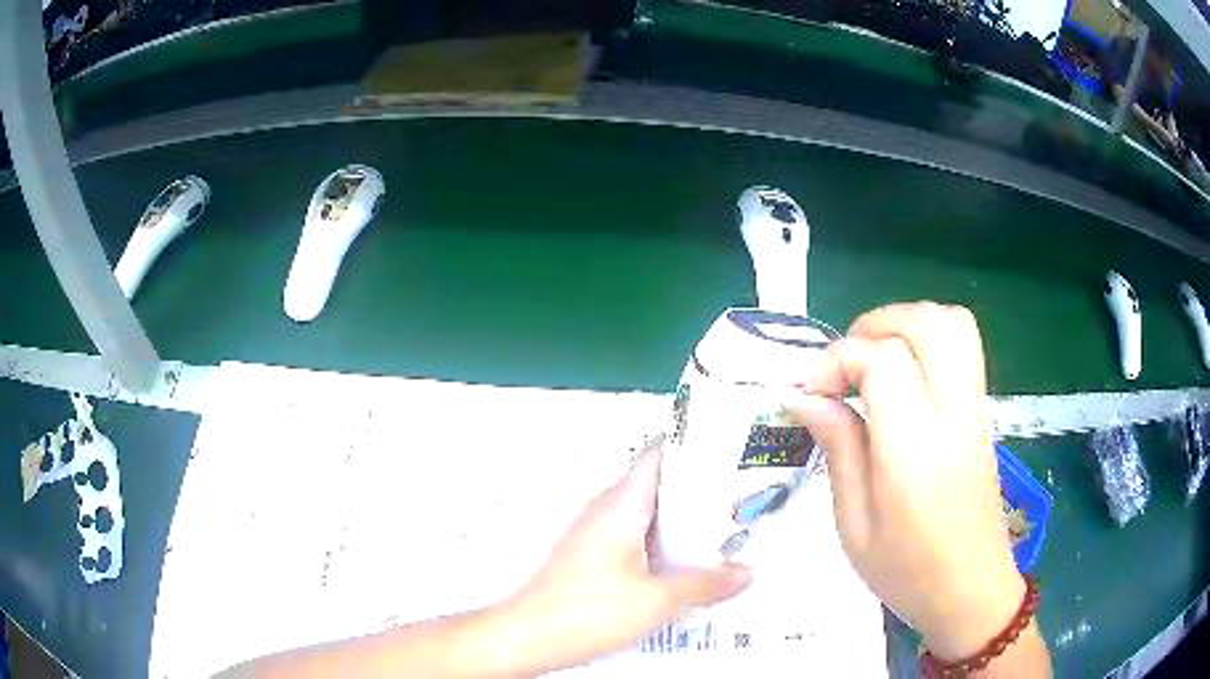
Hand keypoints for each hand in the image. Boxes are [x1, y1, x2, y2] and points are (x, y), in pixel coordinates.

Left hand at [498, 441, 751, 673]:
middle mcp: (607, 509)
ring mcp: (596, 532)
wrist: (528, 636)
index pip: (660, 454)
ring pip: (648, 513)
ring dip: (684, 520)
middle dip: (701, 488)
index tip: (733, 449)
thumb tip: (746, 574)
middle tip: (745, 496)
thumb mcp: (657, 601)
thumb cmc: (589, 611)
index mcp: (622, 504)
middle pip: (659, 484)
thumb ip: (705, 585)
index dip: (696, 445)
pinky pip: (636, 536)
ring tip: (728, 528)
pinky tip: (689, 563)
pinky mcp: (592, 556)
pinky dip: (665, 542)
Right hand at [791, 303, 1023, 659]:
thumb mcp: (854, 527)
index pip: (884, 361)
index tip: (811, 392)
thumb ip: (838, 451)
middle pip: (927, 322)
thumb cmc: (907, 573)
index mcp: (916, 452)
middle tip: (843, 364)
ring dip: (905, 323)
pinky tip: (904, 378)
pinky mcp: (983, 412)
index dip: (838, 360)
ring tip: (873, 360)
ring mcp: (976, 410)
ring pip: (952, 322)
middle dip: (875, 324)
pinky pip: (963, 346)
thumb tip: (805, 397)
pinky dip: (927, 338)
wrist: (971, 592)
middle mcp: (954, 416)